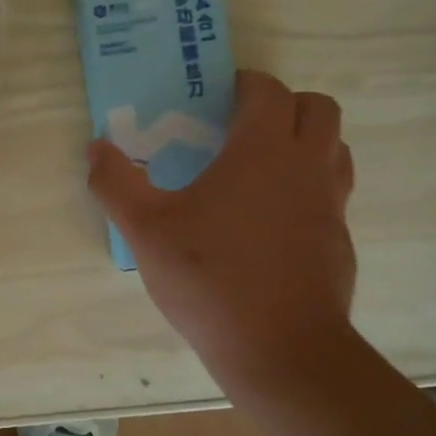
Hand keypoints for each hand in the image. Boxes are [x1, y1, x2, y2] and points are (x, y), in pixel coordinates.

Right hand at [87, 70, 356, 388]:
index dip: (245, 84)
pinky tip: (269, 223)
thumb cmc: (210, 278)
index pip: (269, 91)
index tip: (218, 95)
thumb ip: (115, 183)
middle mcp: (307, 167)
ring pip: (334, 150)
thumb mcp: (145, 229)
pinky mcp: (339, 243)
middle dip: (284, 105)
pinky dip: (308, 189)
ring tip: (260, 168)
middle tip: (242, 127)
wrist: (281, 351)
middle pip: (317, 109)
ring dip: (304, 143)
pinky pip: (331, 195)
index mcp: (263, 151)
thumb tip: (96, 148)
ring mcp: (331, 206)